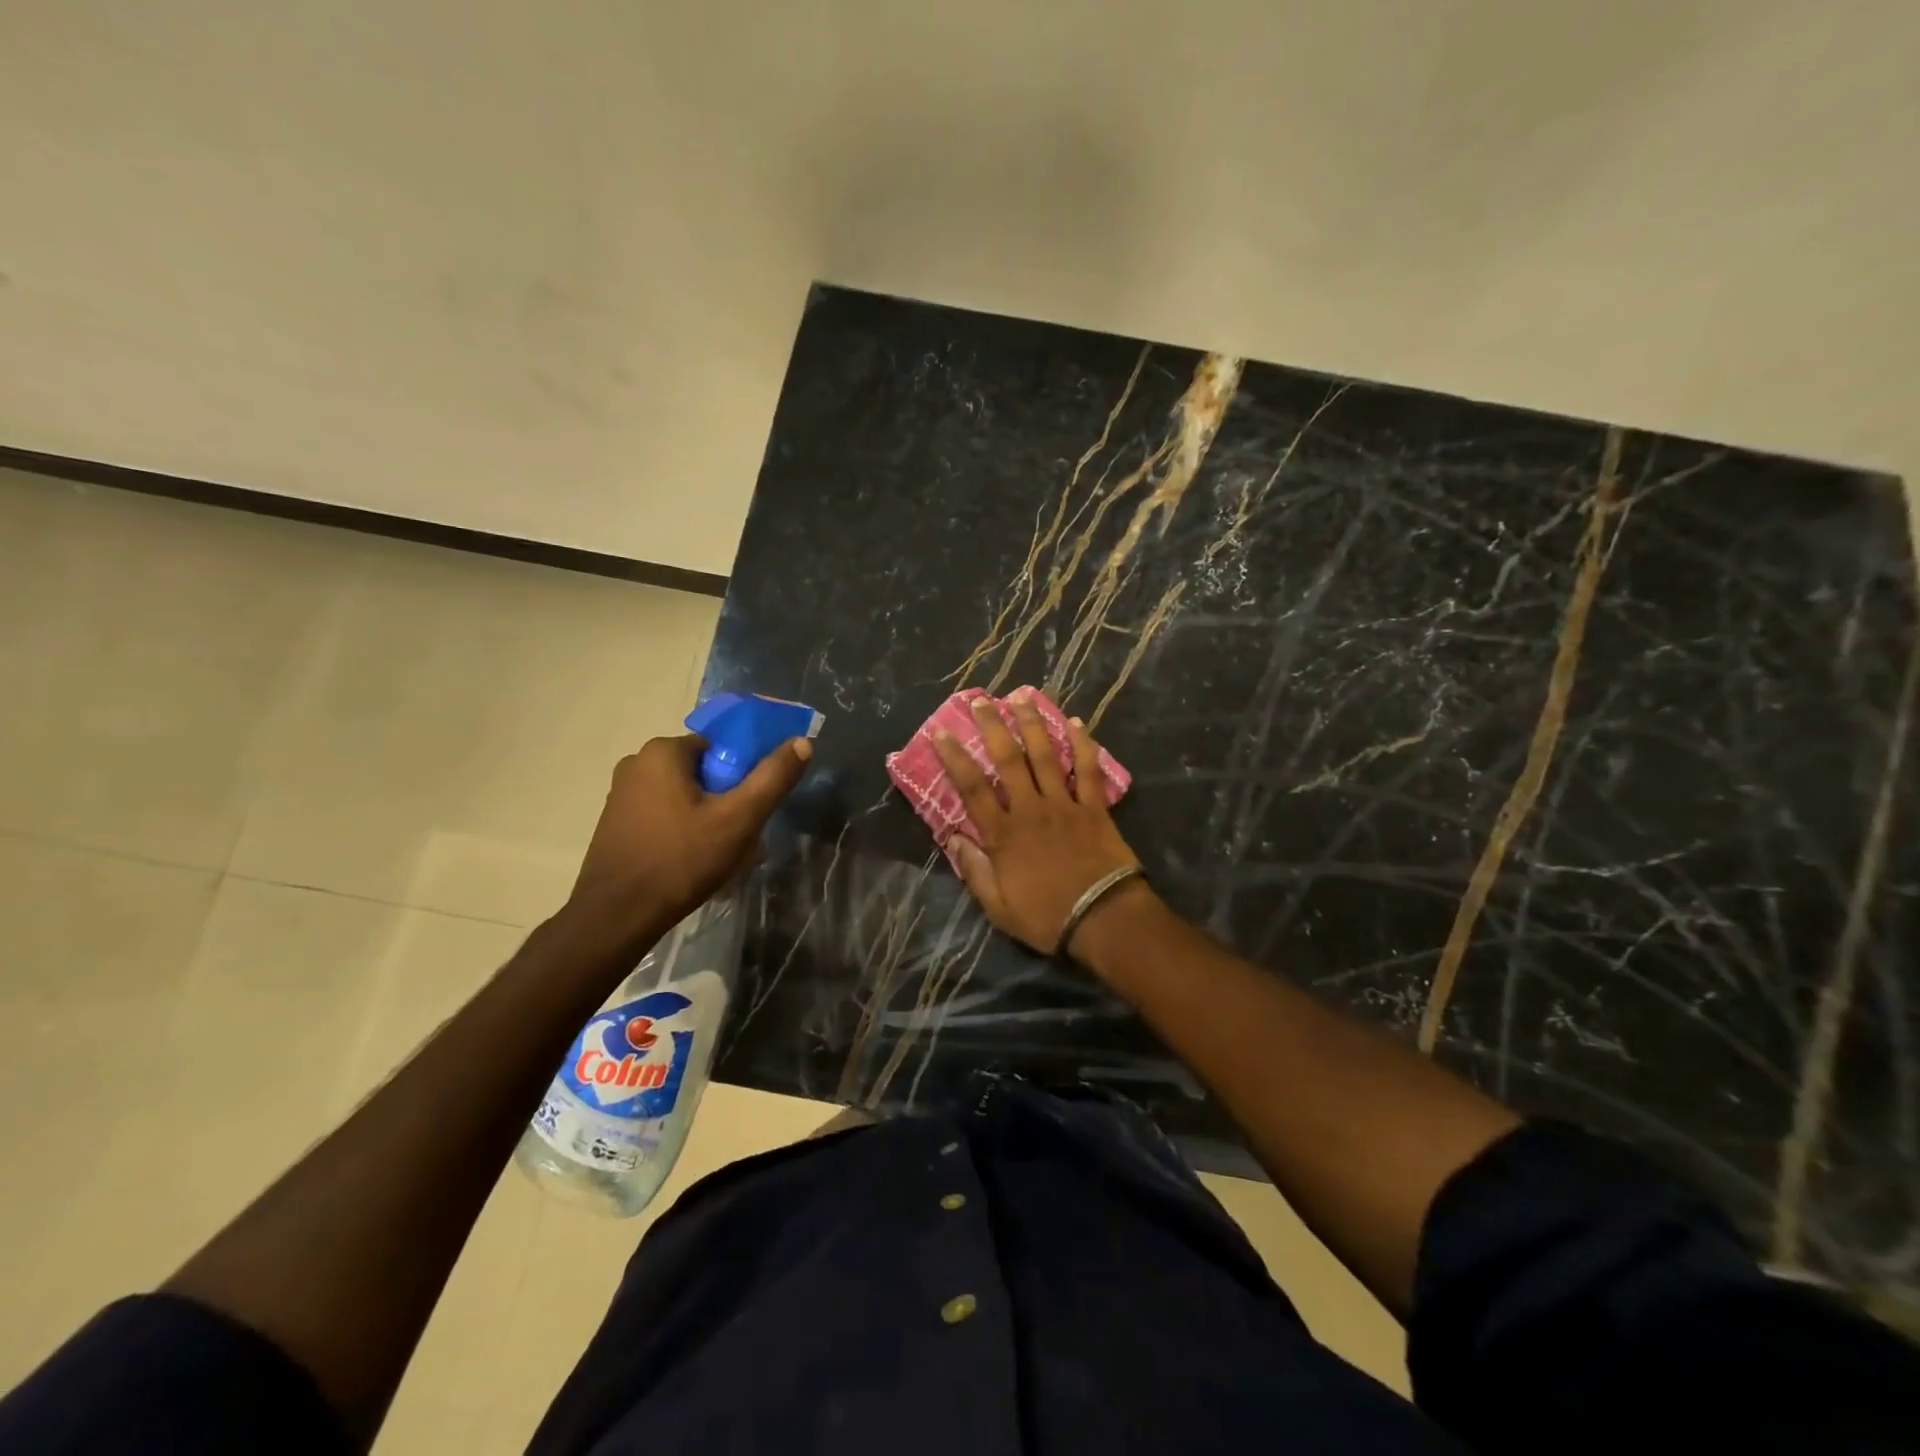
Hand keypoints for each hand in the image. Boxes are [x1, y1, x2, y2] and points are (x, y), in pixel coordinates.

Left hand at [564, 733, 811, 945]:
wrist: (616, 917)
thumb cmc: (681, 860)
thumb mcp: (739, 819)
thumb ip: (773, 778)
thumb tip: (803, 742)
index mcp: (663, 751)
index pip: (721, 748)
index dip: (744, 775)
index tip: (754, 809)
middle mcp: (636, 763)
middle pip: (704, 774)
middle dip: (729, 802)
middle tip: (746, 838)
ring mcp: (622, 794)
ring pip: (685, 797)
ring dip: (710, 821)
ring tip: (726, 858)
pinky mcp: (616, 823)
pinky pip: (664, 816)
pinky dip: (685, 832)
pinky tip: (696, 864)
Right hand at [932, 692, 1142, 956]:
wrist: (1104, 920)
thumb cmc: (1047, 917)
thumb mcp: (998, 908)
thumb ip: (974, 870)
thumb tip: (952, 837)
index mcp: (1004, 834)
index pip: (973, 788)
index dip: (955, 758)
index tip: (942, 732)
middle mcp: (1031, 809)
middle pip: (1009, 760)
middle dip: (993, 726)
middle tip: (981, 700)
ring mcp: (1065, 805)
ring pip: (1046, 755)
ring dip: (1033, 724)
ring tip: (1022, 697)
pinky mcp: (1095, 808)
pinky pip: (1088, 770)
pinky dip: (1083, 744)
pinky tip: (1075, 722)